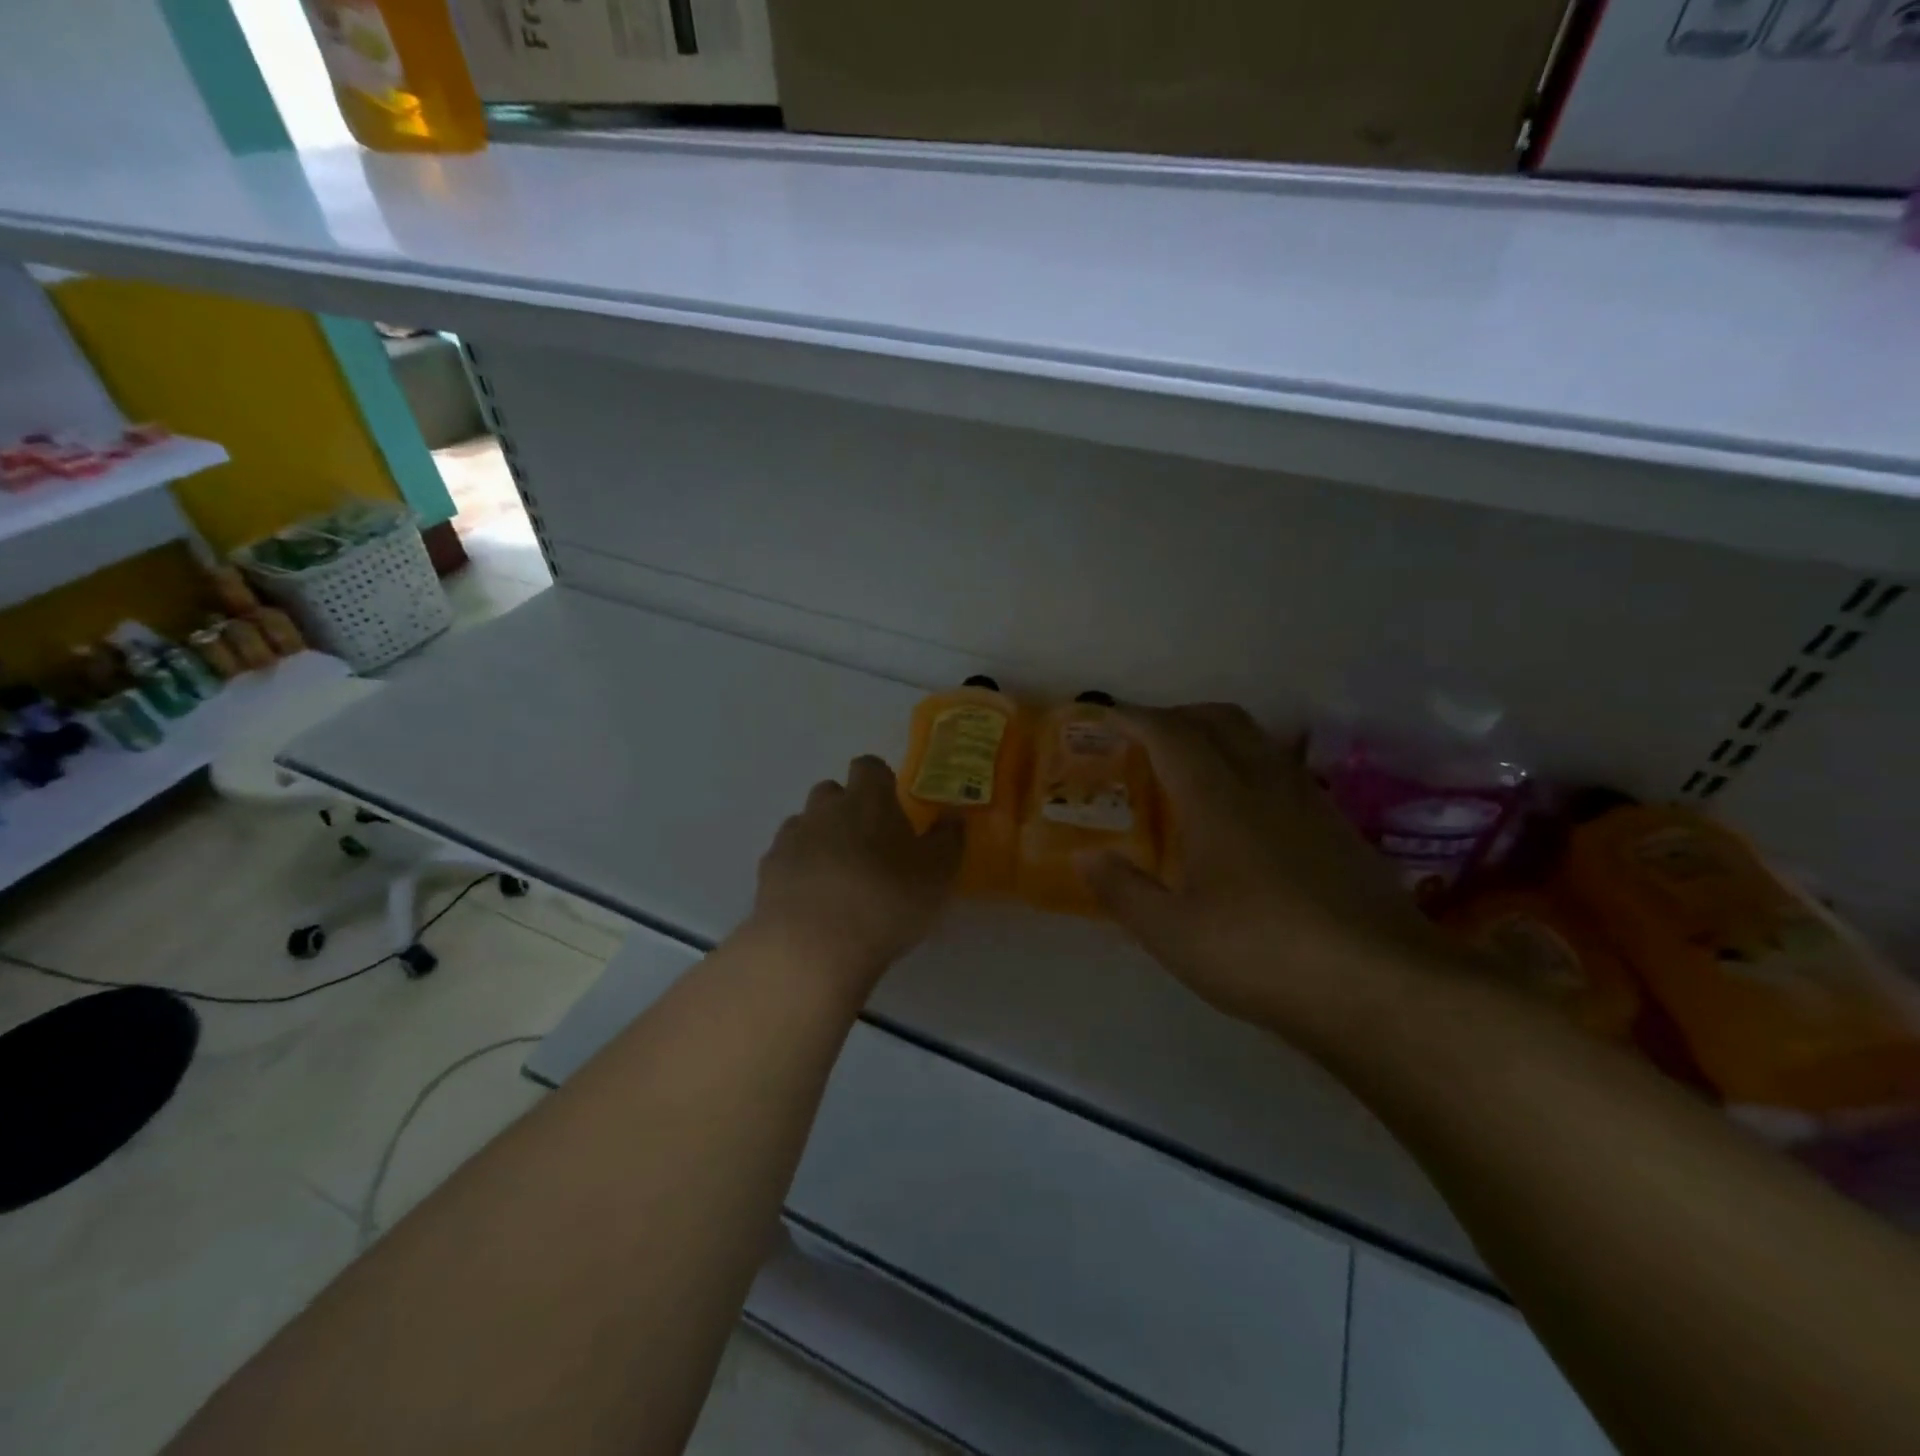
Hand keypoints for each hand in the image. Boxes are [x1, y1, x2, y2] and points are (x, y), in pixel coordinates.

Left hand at [749, 755, 963, 996]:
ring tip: (839, 875)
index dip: (880, 781)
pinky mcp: (767, 871)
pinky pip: (785, 857)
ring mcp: (791, 838)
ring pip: (805, 823)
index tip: (892, 805)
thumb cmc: (887, 902)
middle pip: (831, 792)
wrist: (813, 946)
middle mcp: (825, 808)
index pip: (869, 766)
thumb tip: (952, 815)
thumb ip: (948, 839)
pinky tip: (812, 899)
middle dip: (847, 808)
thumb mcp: (938, 874)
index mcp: (868, 800)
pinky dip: (799, 868)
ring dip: (820, 837)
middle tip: (868, 844)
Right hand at [1077, 704, 1453, 1046]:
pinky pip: (1283, 771)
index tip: (1106, 715)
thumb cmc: (1262, 953)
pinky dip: (1250, 766)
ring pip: (1258, 741)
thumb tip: (1087, 858)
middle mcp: (1266, 784)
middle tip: (1146, 738)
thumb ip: (1123, 891)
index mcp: (1219, 798)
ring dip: (1218, 736)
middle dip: (1178, 715)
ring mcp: (1310, 802)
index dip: (1134, 718)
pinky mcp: (1338, 828)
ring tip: (1191, 770)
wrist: (1382, 985)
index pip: (1171, 734)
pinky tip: (1244, 814)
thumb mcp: (1173, 934)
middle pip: (1221, 719)